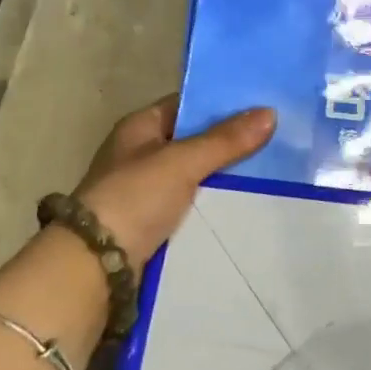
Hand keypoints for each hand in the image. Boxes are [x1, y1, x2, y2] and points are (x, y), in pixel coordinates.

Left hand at [73, 95, 275, 263]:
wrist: (95, 265)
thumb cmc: (134, 198)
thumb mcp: (183, 162)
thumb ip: (225, 140)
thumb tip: (270, 112)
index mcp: (139, 127)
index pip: (186, 105)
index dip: (221, 103)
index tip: (260, 105)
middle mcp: (141, 154)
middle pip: (193, 140)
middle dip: (229, 142)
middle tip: (275, 137)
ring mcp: (145, 190)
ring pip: (195, 174)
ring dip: (224, 175)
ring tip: (272, 170)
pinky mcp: (152, 223)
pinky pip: (192, 204)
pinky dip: (213, 203)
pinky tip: (246, 202)